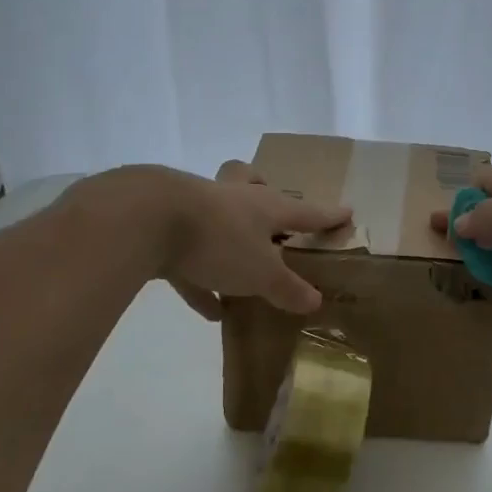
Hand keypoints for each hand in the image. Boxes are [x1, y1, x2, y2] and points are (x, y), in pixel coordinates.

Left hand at [157, 160, 348, 319]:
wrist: (144, 220)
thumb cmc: (219, 240)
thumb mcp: (261, 273)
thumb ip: (287, 288)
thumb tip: (315, 301)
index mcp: (265, 206)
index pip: (305, 210)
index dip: (327, 215)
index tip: (346, 213)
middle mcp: (233, 199)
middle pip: (249, 181)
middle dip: (261, 189)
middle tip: (269, 208)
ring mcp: (195, 209)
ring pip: (216, 213)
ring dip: (229, 236)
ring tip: (241, 267)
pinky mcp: (163, 228)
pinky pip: (188, 256)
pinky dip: (201, 280)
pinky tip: (210, 309)